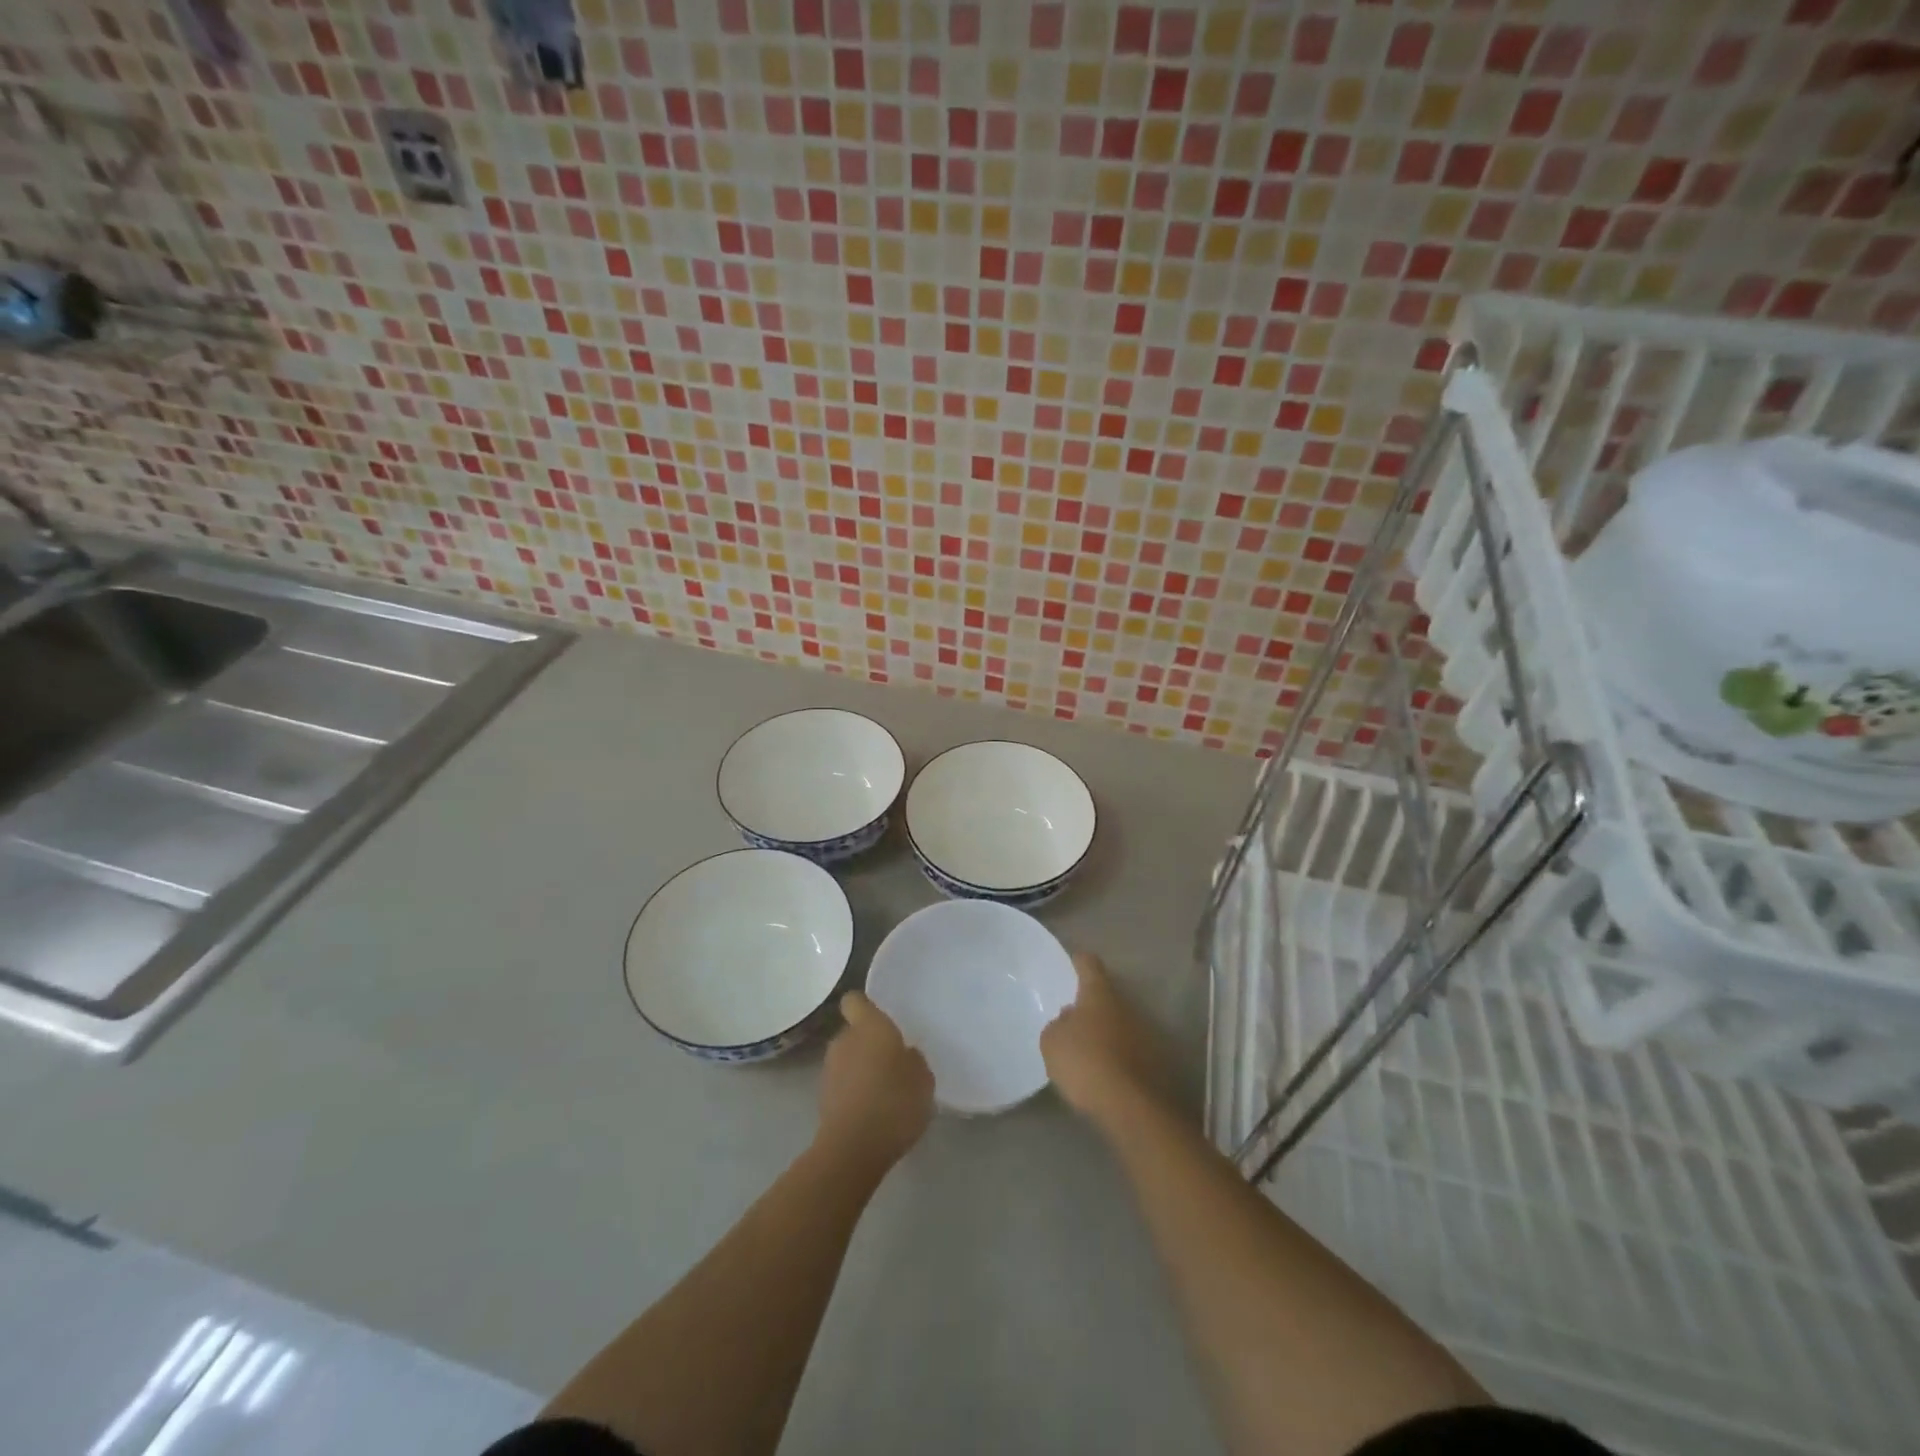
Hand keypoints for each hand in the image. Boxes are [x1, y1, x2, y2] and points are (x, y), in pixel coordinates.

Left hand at [816, 991, 933, 1168]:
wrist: (853, 1149)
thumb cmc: (894, 1102)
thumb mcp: (923, 1079)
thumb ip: (913, 1060)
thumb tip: (905, 1055)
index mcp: (869, 1026)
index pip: (855, 1000)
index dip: (866, 1006)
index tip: (881, 1018)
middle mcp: (844, 1040)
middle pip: (853, 1032)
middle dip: (868, 1043)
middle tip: (892, 1060)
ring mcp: (829, 1070)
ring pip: (847, 1059)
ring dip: (861, 1068)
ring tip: (884, 1090)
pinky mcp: (822, 1098)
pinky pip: (843, 1084)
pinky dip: (854, 1092)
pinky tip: (873, 1111)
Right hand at [1041, 952, 1174, 1125]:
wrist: (1131, 1106)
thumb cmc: (1085, 1062)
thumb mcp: (1053, 1042)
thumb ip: (1059, 1024)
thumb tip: (1070, 1018)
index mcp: (1099, 993)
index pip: (1090, 965)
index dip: (1079, 961)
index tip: (1073, 960)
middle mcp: (1125, 1006)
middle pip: (1106, 996)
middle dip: (1091, 1004)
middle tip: (1072, 1015)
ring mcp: (1144, 1033)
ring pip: (1118, 1024)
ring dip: (1104, 1031)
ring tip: (1085, 1048)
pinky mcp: (1153, 1062)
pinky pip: (1127, 1050)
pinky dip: (1115, 1055)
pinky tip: (1102, 1071)